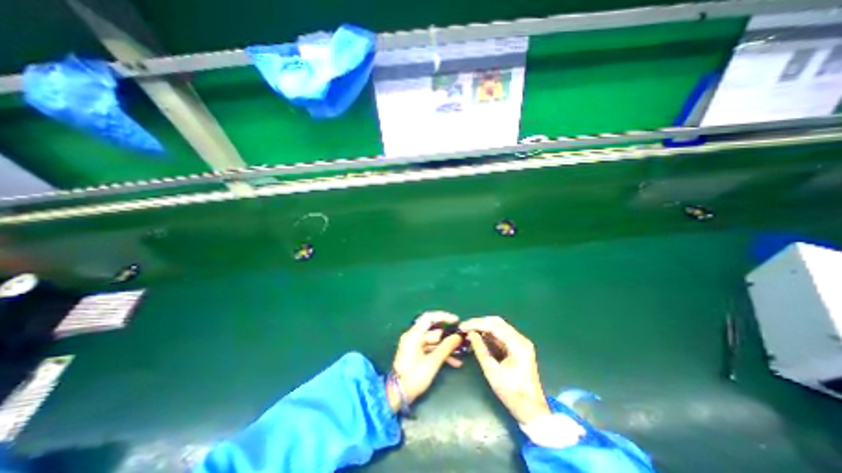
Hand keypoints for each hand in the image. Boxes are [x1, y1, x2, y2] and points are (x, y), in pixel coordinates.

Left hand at [387, 311, 463, 409]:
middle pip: (433, 331)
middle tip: (460, 341)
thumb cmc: (414, 376)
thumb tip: (458, 337)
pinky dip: (439, 354)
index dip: (443, 317)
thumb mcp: (433, 362)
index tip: (456, 320)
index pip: (429, 318)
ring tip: (459, 355)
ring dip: (445, 348)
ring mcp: (413, 346)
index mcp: (414, 334)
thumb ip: (446, 347)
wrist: (398, 394)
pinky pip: (430, 349)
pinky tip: (453, 362)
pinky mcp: (415, 354)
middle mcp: (412, 337)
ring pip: (433, 342)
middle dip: (447, 337)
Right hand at [460, 317, 553, 424]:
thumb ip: (481, 350)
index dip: (476, 324)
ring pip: (499, 327)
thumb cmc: (512, 393)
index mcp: (518, 344)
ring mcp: (520, 342)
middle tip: (465, 327)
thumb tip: (471, 334)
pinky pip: (501, 335)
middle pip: (497, 322)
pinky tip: (478, 337)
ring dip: (483, 327)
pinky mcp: (517, 347)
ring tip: (469, 331)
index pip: (494, 326)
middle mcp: (520, 339)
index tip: (463, 327)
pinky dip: (488, 334)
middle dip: (479, 323)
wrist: (531, 410)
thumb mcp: (492, 372)